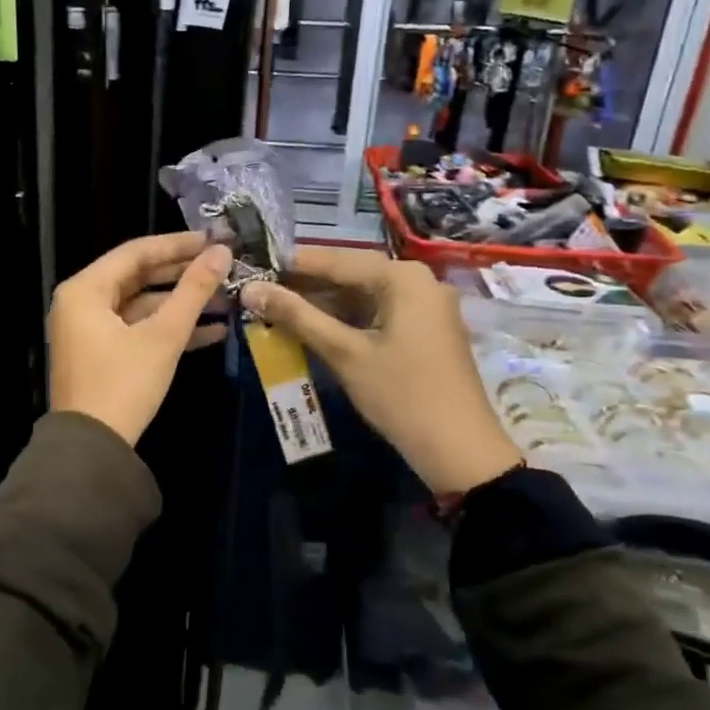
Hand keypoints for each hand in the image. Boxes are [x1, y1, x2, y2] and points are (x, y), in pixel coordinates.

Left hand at [50, 232, 233, 444]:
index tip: (214, 239)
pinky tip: (213, 331)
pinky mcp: (102, 354)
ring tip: (226, 300)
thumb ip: (193, 290)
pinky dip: (169, 329)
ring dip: (182, 305)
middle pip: (139, 277)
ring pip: (142, 305)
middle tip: (223, 267)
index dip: (178, 245)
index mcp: (85, 290)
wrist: (91, 450)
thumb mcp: (163, 335)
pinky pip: (137, 330)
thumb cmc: (123, 384)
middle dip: (183, 275)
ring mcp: (90, 330)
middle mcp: (82, 303)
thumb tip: (222, 252)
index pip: (136, 252)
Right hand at [242, 247, 520, 492]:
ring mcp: (424, 306)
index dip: (291, 264)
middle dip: (305, 286)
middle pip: (350, 274)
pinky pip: (376, 313)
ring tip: (276, 310)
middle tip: (259, 291)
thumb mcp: (344, 353)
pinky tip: (311, 329)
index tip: (253, 266)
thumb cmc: (401, 394)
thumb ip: (296, 316)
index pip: (335, 260)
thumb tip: (250, 289)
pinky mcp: (424, 330)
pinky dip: (345, 320)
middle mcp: (417, 281)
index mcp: (402, 277)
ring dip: (322, 305)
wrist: (460, 449)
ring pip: (362, 296)